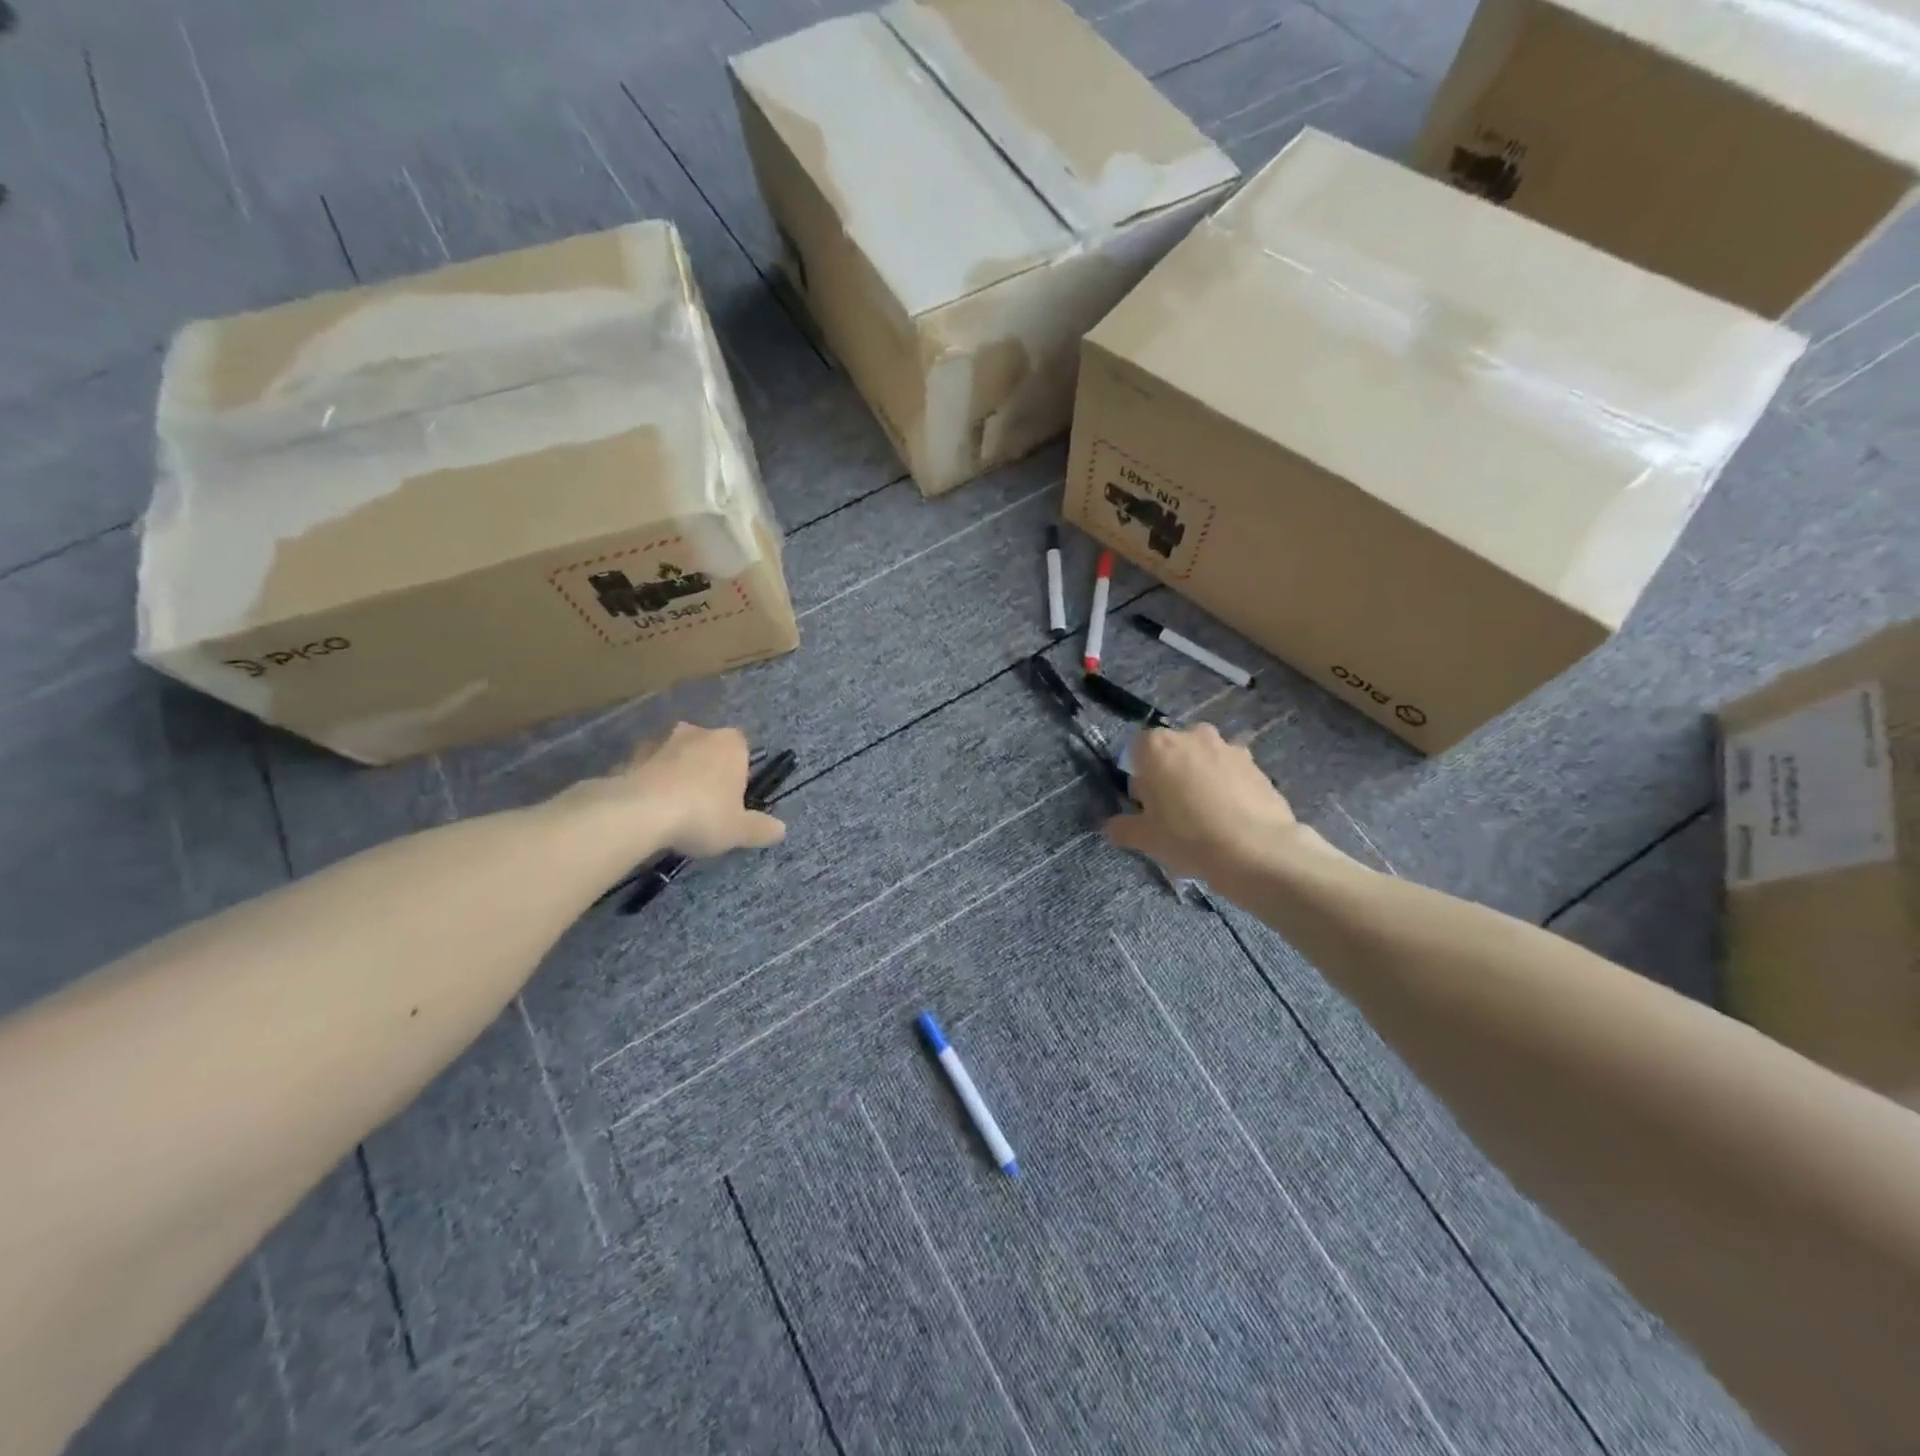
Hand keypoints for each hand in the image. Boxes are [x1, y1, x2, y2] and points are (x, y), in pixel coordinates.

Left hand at [571, 723, 786, 858]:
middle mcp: (698, 733)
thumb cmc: (702, 815)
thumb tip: (781, 830)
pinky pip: (646, 769)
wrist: (639, 812)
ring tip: (672, 811)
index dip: (738, 776)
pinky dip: (648, 783)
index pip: (743, 751)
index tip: (731, 802)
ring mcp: (662, 741)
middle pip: (708, 751)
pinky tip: (646, 810)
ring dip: (676, 775)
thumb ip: (762, 829)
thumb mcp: (740, 830)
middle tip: (703, 807)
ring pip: (675, 757)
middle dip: (706, 772)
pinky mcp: (631, 755)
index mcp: (732, 743)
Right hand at [1107, 723, 1329, 882]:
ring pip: (1203, 760)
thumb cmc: (1188, 838)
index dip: (1137, 778)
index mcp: (1157, 746)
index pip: (1135, 750)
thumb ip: (1123, 828)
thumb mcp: (1145, 839)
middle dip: (1169, 774)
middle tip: (1173, 812)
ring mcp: (1228, 747)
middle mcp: (1192, 735)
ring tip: (1206, 817)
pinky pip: (1231, 773)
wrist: (1258, 851)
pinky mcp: (1257, 765)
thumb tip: (1114, 826)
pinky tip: (1231, 820)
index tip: (1144, 805)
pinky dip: (1227, 788)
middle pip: (1171, 751)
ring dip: (1200, 779)